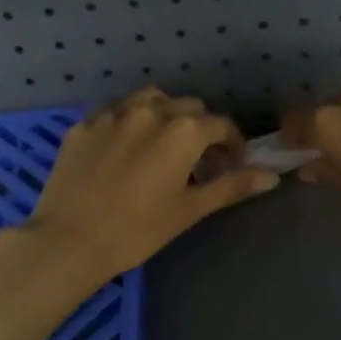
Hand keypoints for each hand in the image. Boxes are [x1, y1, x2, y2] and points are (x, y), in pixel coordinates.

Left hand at [23, 89, 277, 284]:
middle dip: (201, 128)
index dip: (233, 144)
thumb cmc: (138, 230)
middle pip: (188, 107)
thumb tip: (271, 177)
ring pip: (150, 99)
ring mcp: (112, 113)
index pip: (221, 125)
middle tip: (199, 159)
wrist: (69, 240)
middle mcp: (150, 110)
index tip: (233, 164)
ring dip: (166, 114)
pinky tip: (125, 147)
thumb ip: (231, 186)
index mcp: (183, 130)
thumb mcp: (190, 209)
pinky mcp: (83, 124)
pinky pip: (115, 111)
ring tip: (163, 143)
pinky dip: (130, 121)